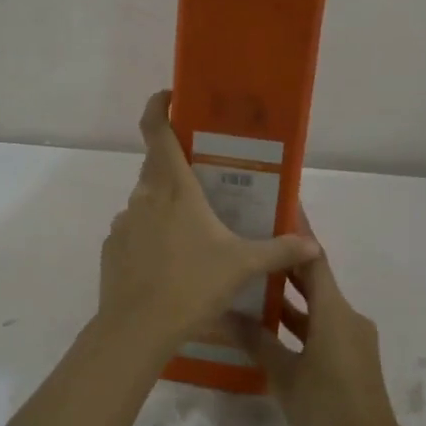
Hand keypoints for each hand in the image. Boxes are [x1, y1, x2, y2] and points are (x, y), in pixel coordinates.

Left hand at [96, 91, 319, 357]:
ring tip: (192, 232)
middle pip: (155, 166)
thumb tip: (313, 245)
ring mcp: (123, 222)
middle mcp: (144, 196)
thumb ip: (279, 251)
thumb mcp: (242, 266)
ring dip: (165, 206)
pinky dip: (151, 235)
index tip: (170, 97)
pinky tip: (170, 263)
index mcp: (174, 188)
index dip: (158, 107)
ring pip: (146, 201)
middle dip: (177, 166)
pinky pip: (134, 230)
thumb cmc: (191, 285)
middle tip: (205, 180)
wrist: (137, 329)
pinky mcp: (112, 247)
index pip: (157, 131)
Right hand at [238, 214, 405, 425]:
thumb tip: (224, 313)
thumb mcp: (283, 372)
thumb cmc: (326, 406)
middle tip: (252, 243)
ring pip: (316, 306)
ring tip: (251, 283)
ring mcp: (351, 338)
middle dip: (285, 262)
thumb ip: (256, 339)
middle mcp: (346, 315)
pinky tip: (269, 329)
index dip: (296, 232)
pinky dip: (298, 322)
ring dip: (288, 296)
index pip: (313, 257)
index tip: (277, 209)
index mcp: (334, 309)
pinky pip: (321, 328)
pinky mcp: (351, 358)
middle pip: (315, 279)